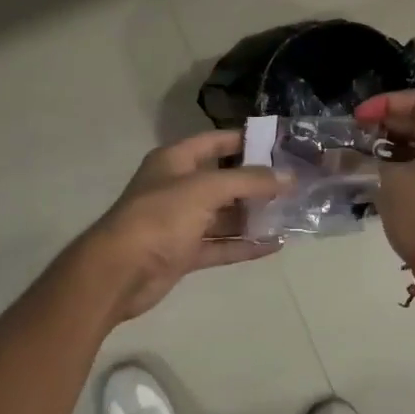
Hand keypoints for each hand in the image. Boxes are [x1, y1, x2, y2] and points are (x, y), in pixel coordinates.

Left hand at [78, 131, 284, 323]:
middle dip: (257, 182)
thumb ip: (249, 181)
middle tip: (295, 183)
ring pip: (224, 215)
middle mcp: (178, 187)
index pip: (216, 141)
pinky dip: (245, 245)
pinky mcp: (184, 252)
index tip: (282, 144)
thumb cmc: (160, 217)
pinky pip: (221, 245)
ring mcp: (181, 222)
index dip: (246, 140)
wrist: (118, 273)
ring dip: (254, 216)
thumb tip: (288, 177)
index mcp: (176, 161)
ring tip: (292, 214)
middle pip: (224, 179)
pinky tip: (275, 245)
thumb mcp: (206, 189)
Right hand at [355, 91, 414, 267]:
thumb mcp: (387, 181)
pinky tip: (377, 172)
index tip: (357, 118)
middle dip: (386, 124)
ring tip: (362, 152)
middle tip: (356, 134)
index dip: (385, 103)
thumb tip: (331, 156)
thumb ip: (358, 161)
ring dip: (392, 145)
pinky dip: (404, 163)